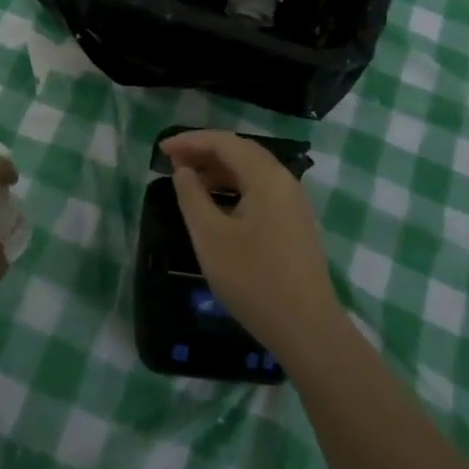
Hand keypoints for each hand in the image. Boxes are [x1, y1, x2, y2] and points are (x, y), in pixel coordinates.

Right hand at [161, 130, 344, 360]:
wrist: (306, 328)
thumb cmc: (253, 280)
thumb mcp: (211, 238)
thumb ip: (192, 197)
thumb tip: (183, 171)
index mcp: (266, 177)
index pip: (225, 142)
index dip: (191, 140)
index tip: (161, 149)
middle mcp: (284, 180)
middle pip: (241, 151)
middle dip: (205, 151)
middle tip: (172, 161)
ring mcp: (293, 202)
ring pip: (252, 171)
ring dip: (219, 169)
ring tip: (188, 180)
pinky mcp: (294, 222)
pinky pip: (260, 189)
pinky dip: (234, 187)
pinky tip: (216, 203)